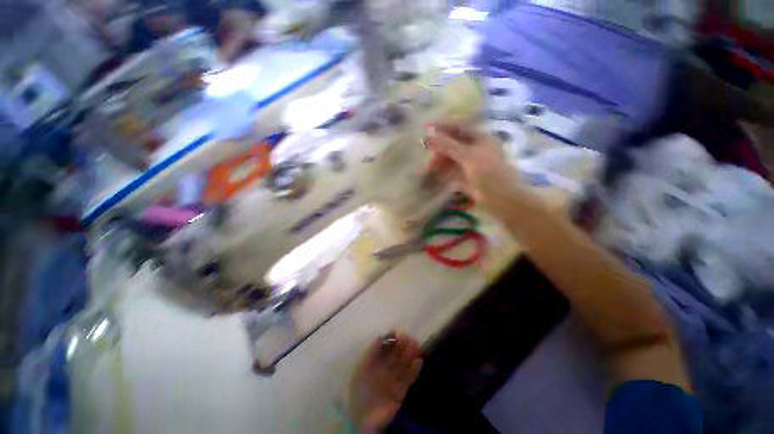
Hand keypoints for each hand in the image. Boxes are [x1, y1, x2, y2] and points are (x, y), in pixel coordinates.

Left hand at [345, 332, 422, 432]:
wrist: (365, 419)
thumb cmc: (361, 390)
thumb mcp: (363, 368)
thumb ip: (372, 352)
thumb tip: (380, 336)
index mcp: (373, 365)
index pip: (384, 350)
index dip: (391, 341)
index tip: (398, 332)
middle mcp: (384, 371)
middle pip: (395, 356)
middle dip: (402, 347)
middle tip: (410, 337)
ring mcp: (392, 382)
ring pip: (403, 366)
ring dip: (410, 356)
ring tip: (416, 345)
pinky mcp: (400, 393)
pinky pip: (408, 379)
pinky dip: (414, 371)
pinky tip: (419, 361)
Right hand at [423, 122, 526, 207]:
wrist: (501, 198)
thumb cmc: (488, 173)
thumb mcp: (467, 156)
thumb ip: (447, 146)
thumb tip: (426, 137)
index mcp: (480, 137)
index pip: (457, 127)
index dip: (441, 127)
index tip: (425, 127)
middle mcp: (475, 147)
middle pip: (452, 144)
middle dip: (438, 150)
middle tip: (427, 158)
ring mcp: (470, 162)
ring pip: (450, 157)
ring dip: (439, 162)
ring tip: (428, 170)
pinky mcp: (466, 175)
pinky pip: (451, 170)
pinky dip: (443, 171)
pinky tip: (435, 175)